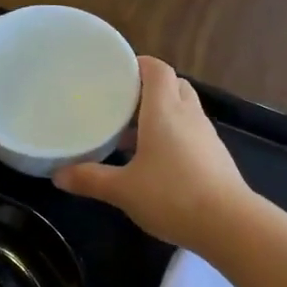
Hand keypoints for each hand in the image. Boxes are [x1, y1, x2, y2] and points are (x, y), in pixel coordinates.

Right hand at [54, 57, 251, 252]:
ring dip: (162, 114)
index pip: (157, 69)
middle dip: (149, 89)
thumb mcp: (123, 190)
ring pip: (184, 110)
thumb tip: (58, 175)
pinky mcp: (216, 156)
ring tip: (133, 134)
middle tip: (122, 103)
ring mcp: (206, 135)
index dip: (139, 63)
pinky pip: (192, 133)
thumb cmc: (172, 196)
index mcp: (164, 111)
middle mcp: (188, 115)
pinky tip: (157, 162)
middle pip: (173, 85)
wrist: (229, 223)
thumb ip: (90, 179)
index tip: (117, 71)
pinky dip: (175, 136)